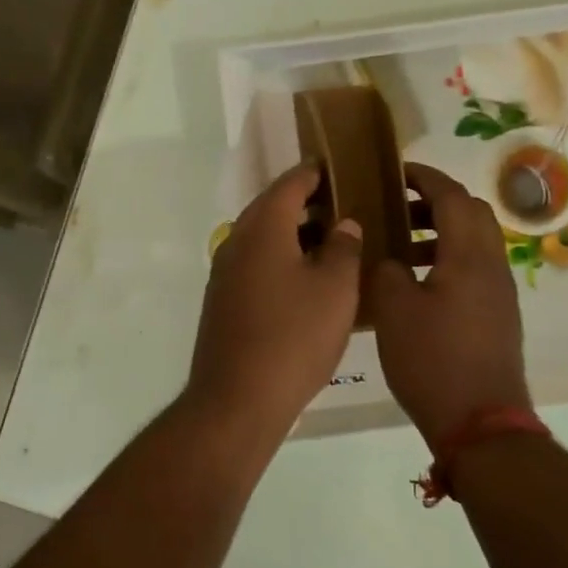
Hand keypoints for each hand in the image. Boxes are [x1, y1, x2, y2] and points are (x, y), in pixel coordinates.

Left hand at [188, 160, 363, 439]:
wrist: (238, 399)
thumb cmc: (294, 337)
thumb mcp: (335, 289)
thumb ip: (343, 248)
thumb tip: (343, 224)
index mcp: (263, 229)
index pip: (290, 184)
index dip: (316, 173)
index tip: (341, 168)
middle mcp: (236, 242)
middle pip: (272, 208)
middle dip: (307, 203)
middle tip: (344, 206)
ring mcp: (224, 274)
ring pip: (262, 238)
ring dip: (294, 233)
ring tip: (333, 243)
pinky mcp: (223, 302)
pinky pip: (255, 264)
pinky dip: (281, 259)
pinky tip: (307, 280)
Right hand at [372, 161, 530, 444]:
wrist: (480, 423)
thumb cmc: (433, 359)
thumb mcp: (395, 310)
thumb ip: (387, 270)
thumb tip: (389, 259)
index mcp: (469, 255)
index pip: (452, 196)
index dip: (424, 178)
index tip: (396, 171)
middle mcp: (492, 266)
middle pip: (472, 214)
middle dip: (435, 202)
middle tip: (397, 208)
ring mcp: (499, 293)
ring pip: (474, 244)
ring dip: (441, 234)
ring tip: (400, 247)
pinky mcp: (497, 317)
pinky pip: (474, 270)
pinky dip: (447, 260)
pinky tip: (416, 285)